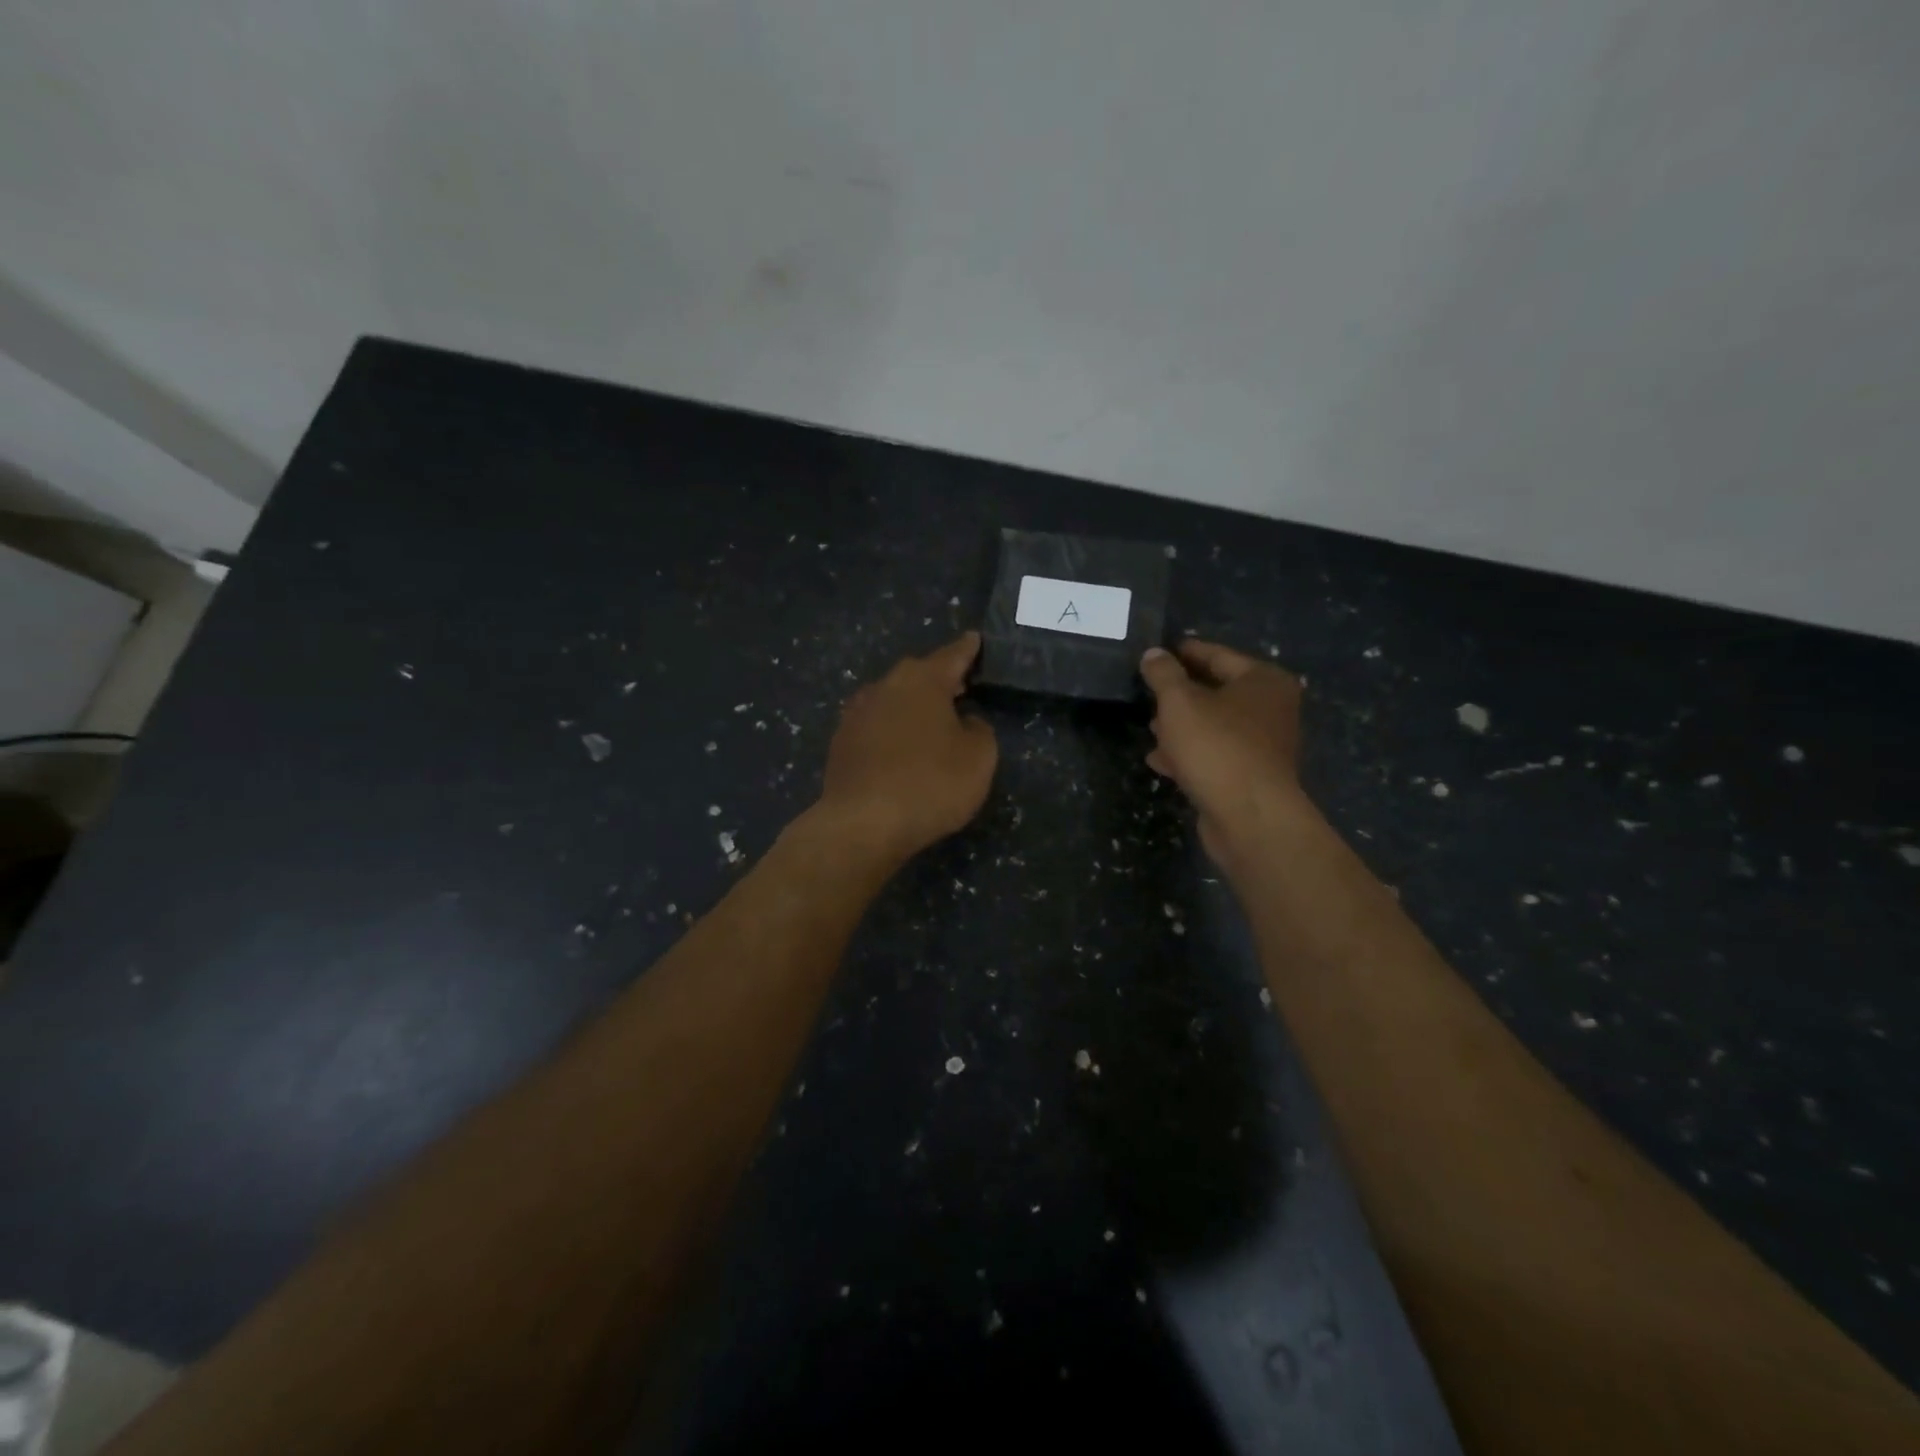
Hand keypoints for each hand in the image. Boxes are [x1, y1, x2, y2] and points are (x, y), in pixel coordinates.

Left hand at [814, 632, 998, 865]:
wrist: (862, 824)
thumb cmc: (930, 784)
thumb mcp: (978, 757)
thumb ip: (978, 730)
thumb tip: (963, 721)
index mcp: (922, 680)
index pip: (952, 655)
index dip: (968, 649)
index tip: (975, 639)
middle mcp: (885, 686)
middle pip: (918, 675)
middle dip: (939, 679)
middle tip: (960, 687)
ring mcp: (856, 714)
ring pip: (893, 700)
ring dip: (912, 707)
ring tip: (932, 722)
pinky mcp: (841, 743)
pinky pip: (875, 727)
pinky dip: (891, 732)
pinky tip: (900, 751)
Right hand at [1139, 639, 1306, 868]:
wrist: (1248, 817)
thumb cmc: (1217, 746)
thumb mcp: (1180, 702)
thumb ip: (1163, 674)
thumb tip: (1154, 653)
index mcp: (1263, 681)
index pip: (1218, 655)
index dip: (1185, 652)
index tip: (1157, 651)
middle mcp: (1271, 709)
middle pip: (1217, 691)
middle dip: (1181, 693)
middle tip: (1148, 691)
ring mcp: (1263, 746)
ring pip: (1214, 726)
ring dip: (1181, 726)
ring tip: (1150, 727)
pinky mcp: (1250, 776)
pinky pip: (1214, 755)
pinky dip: (1189, 754)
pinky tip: (1159, 760)